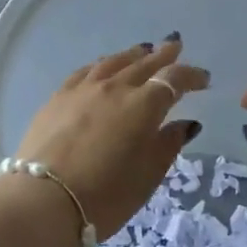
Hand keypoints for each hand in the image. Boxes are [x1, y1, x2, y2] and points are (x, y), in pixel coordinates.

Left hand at [15, 37, 207, 246]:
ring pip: (113, 61)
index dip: (191, 77)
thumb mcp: (147, 176)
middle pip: (144, 63)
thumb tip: (185, 123)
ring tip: (143, 50)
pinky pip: (86, 71)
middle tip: (175, 46)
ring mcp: (83, 89)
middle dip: (163, 55)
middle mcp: (115, 88)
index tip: (203, 79)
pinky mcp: (58, 97)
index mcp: (143, 106)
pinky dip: (102, 64)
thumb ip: (168, 144)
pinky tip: (102, 67)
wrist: (43, 200)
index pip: (174, 80)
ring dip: (133, 54)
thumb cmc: (104, 196)